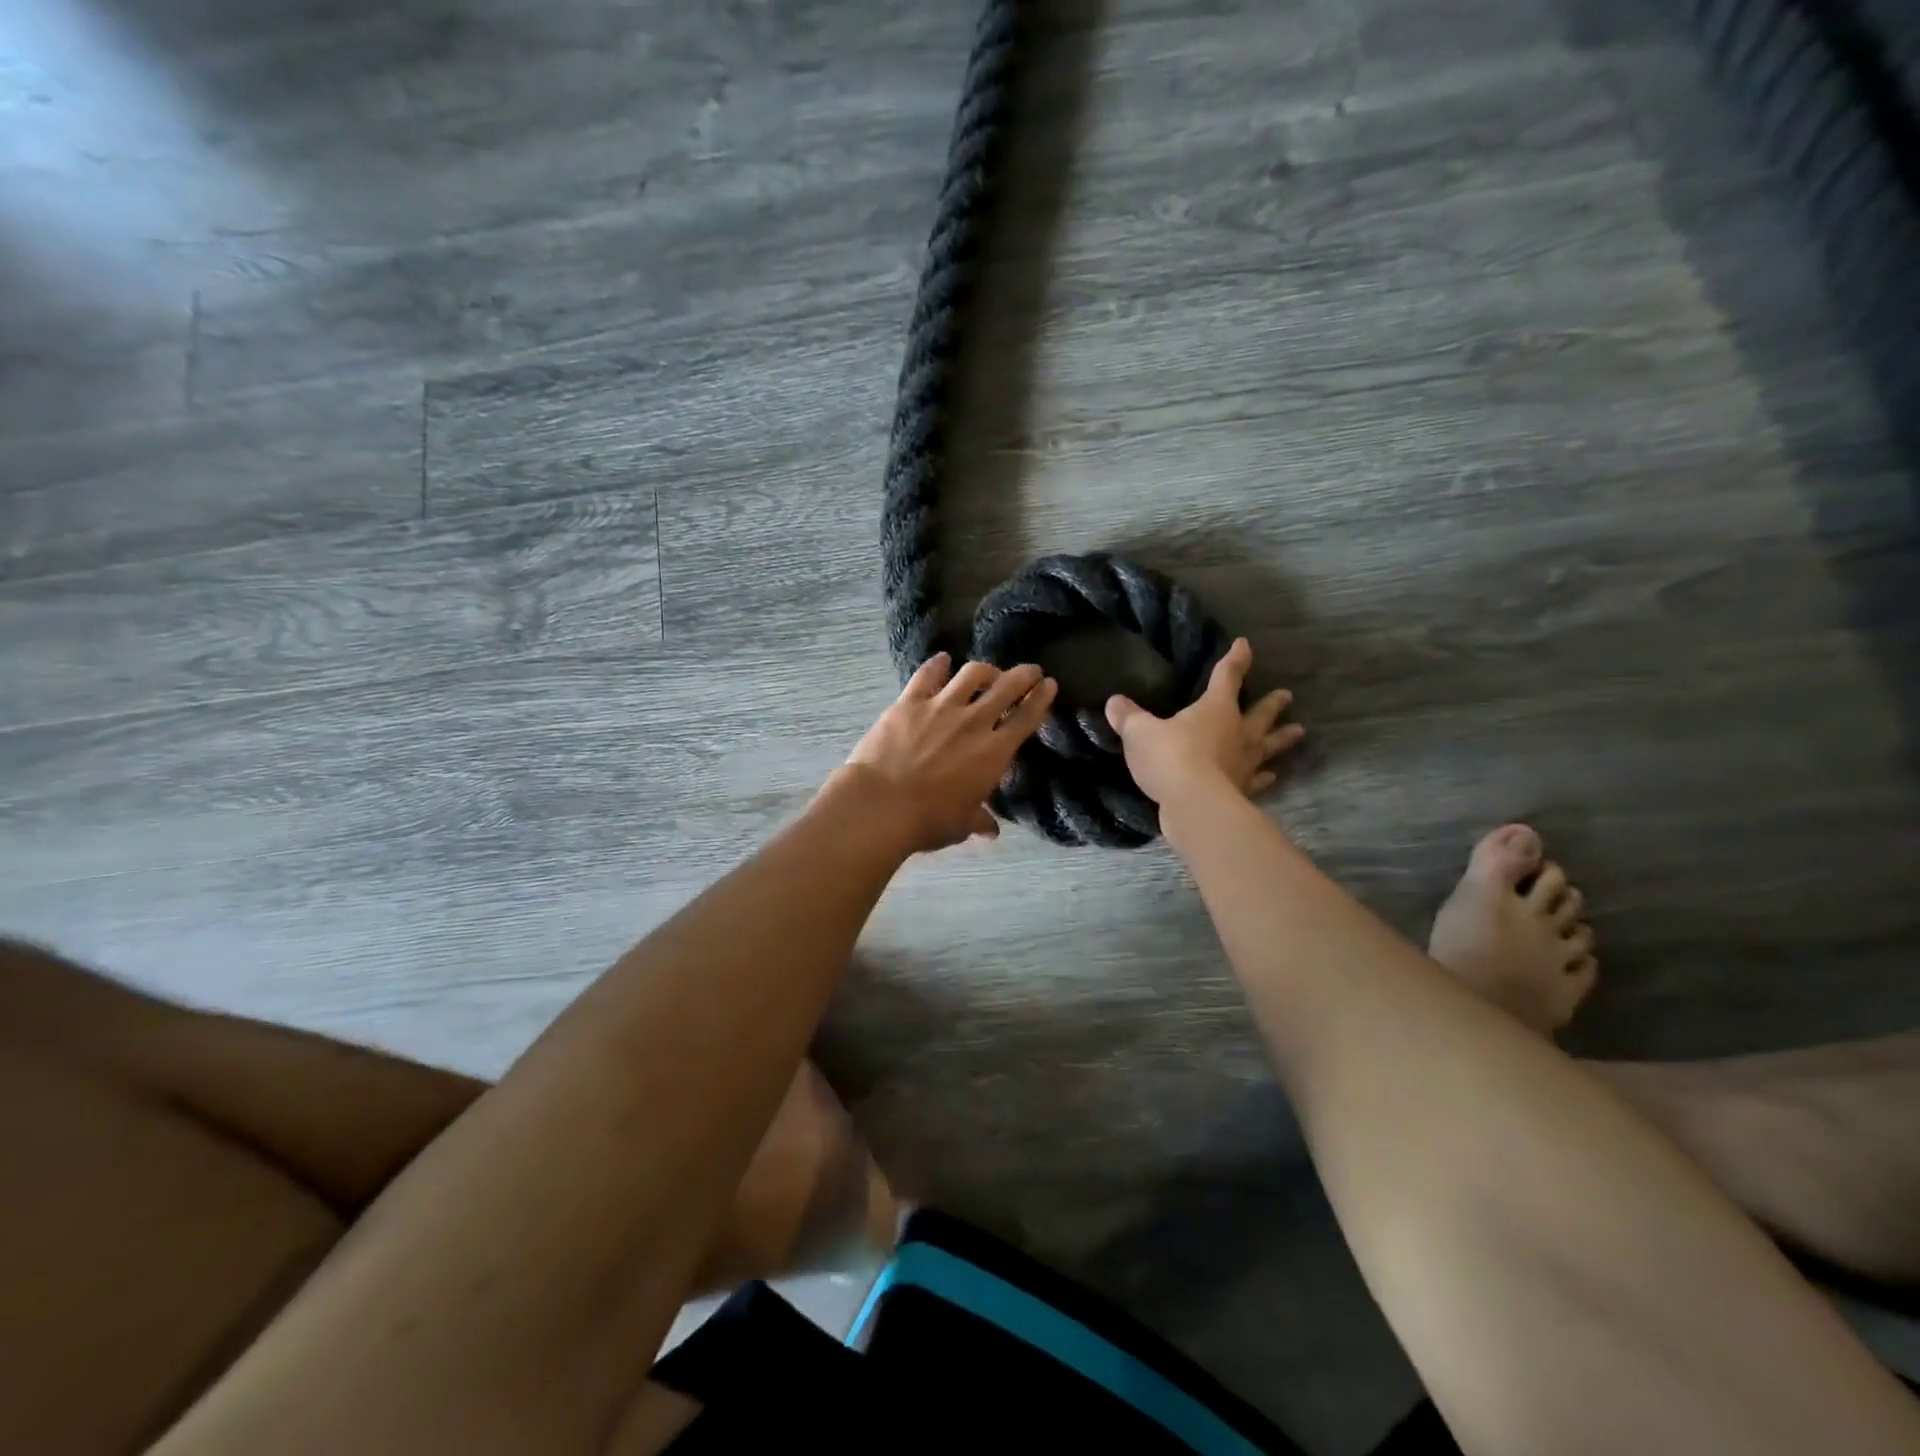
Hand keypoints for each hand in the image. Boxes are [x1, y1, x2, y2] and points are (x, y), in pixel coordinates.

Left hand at [840, 653, 1056, 852]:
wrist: (881, 805)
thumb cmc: (928, 820)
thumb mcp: (961, 825)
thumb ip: (979, 820)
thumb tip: (991, 830)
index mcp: (994, 753)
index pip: (1026, 719)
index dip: (1041, 699)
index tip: (1049, 684)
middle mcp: (973, 722)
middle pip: (1006, 687)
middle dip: (1023, 675)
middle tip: (1030, 670)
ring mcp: (941, 707)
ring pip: (971, 674)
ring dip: (985, 670)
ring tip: (987, 671)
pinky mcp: (909, 702)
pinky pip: (927, 675)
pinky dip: (938, 664)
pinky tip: (942, 659)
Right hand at [1104, 638, 1302, 806]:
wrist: (1195, 805)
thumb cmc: (1170, 758)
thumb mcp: (1140, 733)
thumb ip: (1129, 717)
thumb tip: (1114, 702)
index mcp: (1215, 709)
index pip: (1227, 677)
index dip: (1235, 660)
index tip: (1245, 645)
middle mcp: (1238, 732)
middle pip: (1259, 713)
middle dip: (1272, 703)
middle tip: (1288, 696)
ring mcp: (1244, 763)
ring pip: (1268, 746)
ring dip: (1282, 739)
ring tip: (1299, 731)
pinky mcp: (1243, 790)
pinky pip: (1258, 779)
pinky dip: (1265, 778)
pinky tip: (1272, 777)